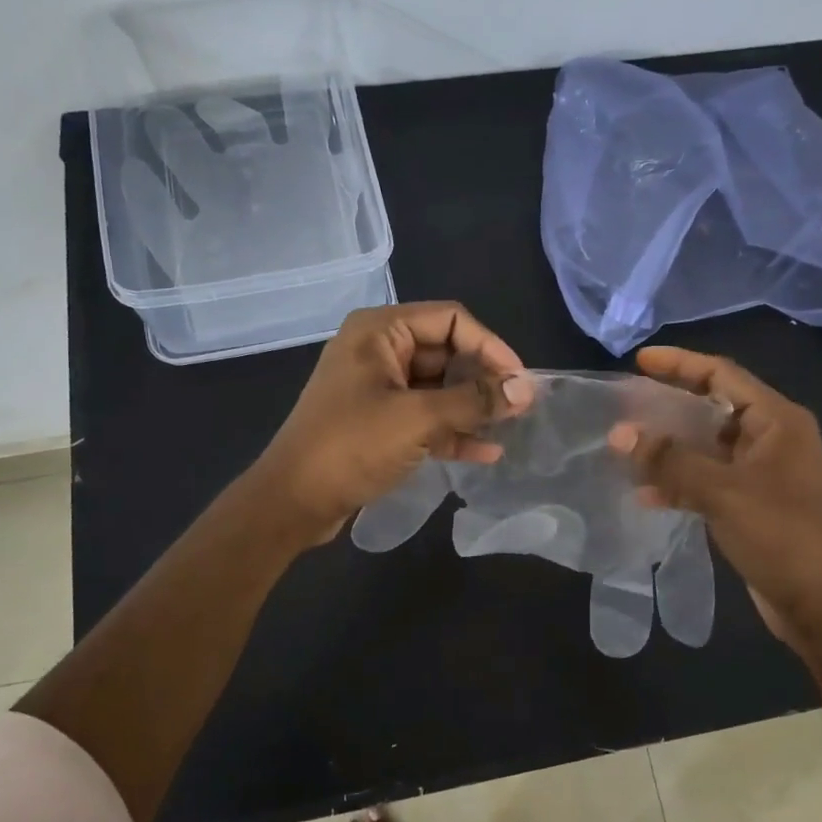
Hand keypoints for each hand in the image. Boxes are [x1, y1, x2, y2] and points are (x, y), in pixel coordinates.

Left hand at [249, 302, 532, 545]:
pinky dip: (453, 431)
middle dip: (483, 379)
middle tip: (518, 407)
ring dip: (472, 408)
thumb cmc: (352, 446)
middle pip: (446, 352)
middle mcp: (378, 351)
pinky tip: (486, 452)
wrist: (294, 501)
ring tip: (509, 428)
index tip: (520, 380)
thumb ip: (474, 401)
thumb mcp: (418, 419)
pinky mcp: (379, 423)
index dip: (490, 346)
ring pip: (438, 388)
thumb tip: (526, 389)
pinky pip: (425, 417)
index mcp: (380, 331)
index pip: (450, 320)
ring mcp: (378, 388)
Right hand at [608, 346, 821, 641]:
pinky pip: (708, 480)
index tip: (639, 360)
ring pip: (707, 447)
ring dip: (670, 447)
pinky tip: (646, 493)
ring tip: (627, 447)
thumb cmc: (781, 535)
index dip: (680, 363)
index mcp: (777, 421)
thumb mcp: (722, 491)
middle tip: (626, 404)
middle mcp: (772, 439)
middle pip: (713, 408)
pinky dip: (680, 482)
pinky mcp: (752, 505)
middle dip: (669, 406)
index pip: (723, 374)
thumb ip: (670, 459)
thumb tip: (619, 432)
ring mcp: (763, 474)